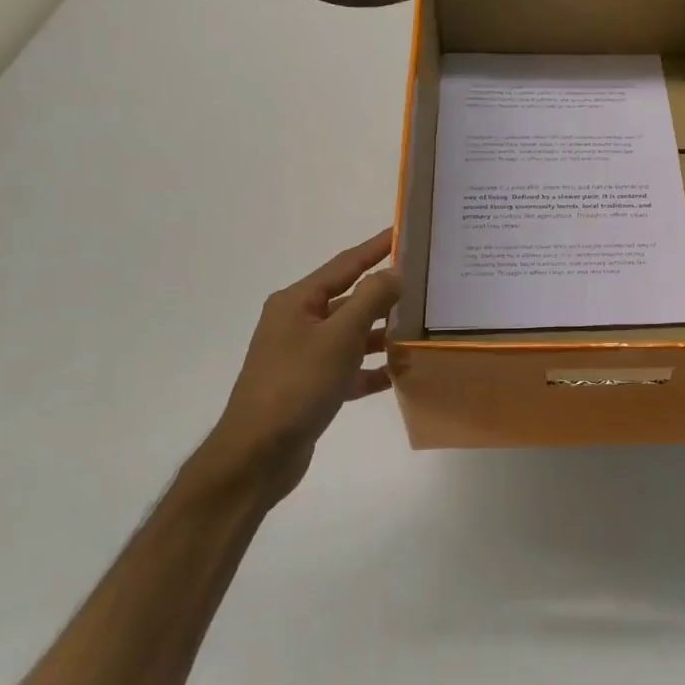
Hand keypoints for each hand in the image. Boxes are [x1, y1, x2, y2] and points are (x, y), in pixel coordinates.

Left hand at [202, 229, 399, 504]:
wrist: (258, 453)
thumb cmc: (297, 385)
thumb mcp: (339, 337)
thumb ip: (370, 300)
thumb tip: (395, 271)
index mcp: (298, 302)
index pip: (345, 264)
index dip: (376, 247)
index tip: (404, 231)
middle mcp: (298, 323)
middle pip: (350, 299)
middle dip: (386, 293)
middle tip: (426, 283)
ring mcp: (304, 356)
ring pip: (352, 335)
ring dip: (383, 333)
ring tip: (422, 328)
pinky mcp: (312, 387)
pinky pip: (349, 369)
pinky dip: (372, 368)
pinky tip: (401, 373)